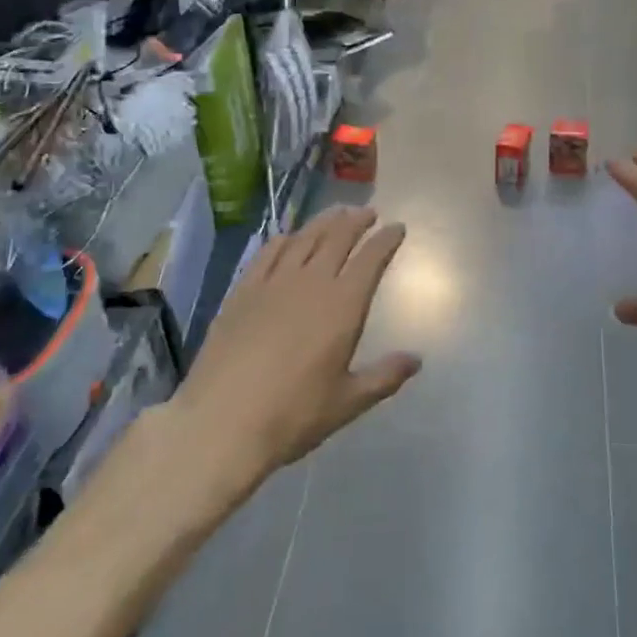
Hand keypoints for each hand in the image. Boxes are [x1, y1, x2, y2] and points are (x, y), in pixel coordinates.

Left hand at [175, 208, 420, 485]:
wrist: (220, 422)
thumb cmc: (292, 415)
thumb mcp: (347, 402)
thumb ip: (384, 377)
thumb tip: (416, 360)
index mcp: (343, 305)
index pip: (371, 258)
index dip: (387, 239)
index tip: (397, 228)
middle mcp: (312, 282)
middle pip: (339, 237)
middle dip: (357, 220)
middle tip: (368, 213)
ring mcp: (274, 282)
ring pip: (305, 237)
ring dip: (325, 221)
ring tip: (337, 213)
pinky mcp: (243, 290)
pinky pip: (269, 252)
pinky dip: (286, 238)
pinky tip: (290, 238)